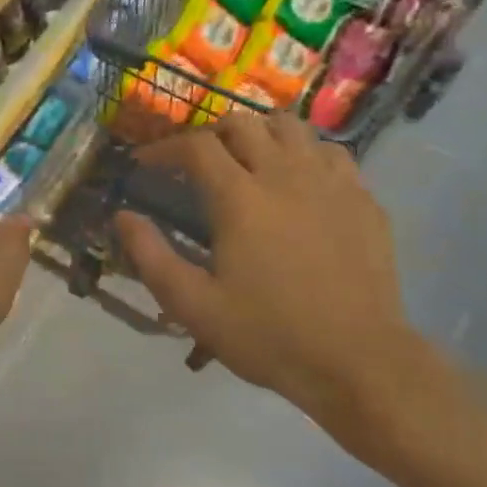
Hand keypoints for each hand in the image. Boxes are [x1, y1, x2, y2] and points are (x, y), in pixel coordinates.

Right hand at [114, 113, 486, 472]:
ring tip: (248, 160)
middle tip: (196, 162)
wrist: (358, 363)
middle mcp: (285, 175)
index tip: (146, 164)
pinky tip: (298, 181)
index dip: (164, 148)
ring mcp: (331, 183)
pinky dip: (305, 154)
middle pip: (243, 123)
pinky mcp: (364, 199)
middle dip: (210, 134)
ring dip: (260, 134)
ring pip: (291, 127)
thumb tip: (122, 216)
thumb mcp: (192, 305)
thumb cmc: (268, 334)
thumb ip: (150, 255)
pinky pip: (331, 153)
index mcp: (240, 197)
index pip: (196, 146)